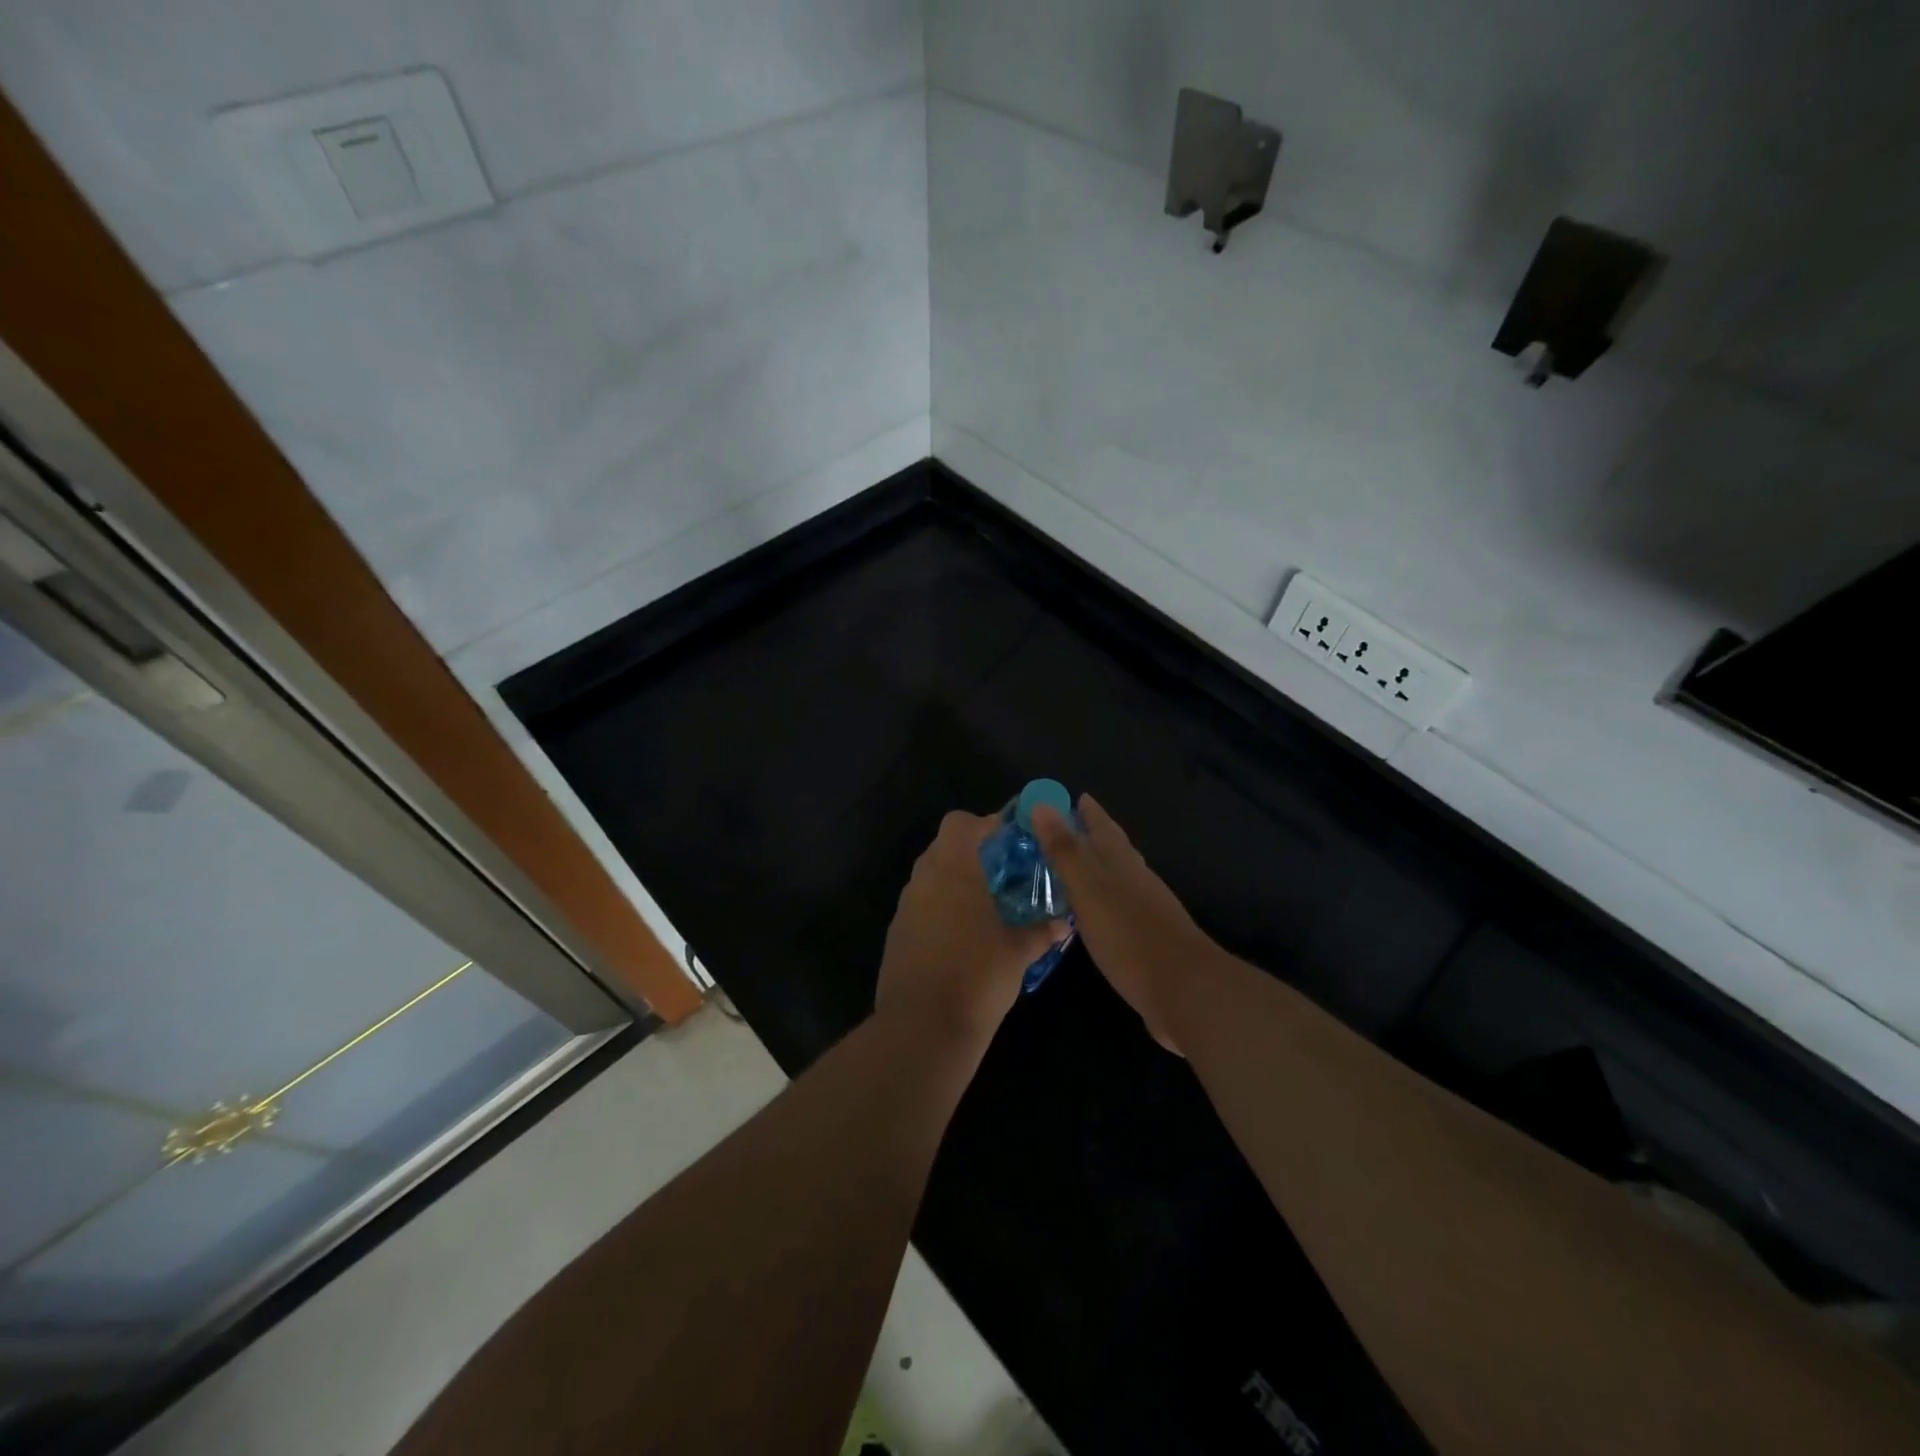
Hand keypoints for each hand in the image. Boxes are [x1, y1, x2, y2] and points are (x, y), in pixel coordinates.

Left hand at [876, 810, 1066, 1046]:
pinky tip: (961, 936)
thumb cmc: (977, 977)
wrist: (923, 1028)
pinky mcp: (896, 934)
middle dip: (972, 852)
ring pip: (929, 876)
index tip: (1011, 840)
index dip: (986, 824)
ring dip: (954, 880)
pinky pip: (920, 906)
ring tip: (985, 905)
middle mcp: (924, 880)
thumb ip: (1041, 931)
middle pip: (943, 846)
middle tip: (1003, 873)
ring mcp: (905, 908)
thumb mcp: (1018, 952)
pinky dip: (939, 908)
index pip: (961, 823)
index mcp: (954, 870)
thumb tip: (1063, 922)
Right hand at [1032, 795, 1214, 1054]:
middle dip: (1092, 835)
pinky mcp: (1149, 939)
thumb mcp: (1089, 890)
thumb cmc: (1130, 936)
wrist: (1185, 991)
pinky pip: (1120, 906)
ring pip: (1119, 876)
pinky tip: (1094, 912)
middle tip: (1064, 828)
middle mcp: (1137, 879)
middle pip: (1114, 848)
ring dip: (1098, 866)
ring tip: (1074, 866)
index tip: (1070, 797)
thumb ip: (1066, 851)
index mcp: (1122, 863)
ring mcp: (1148, 909)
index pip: (1102, 826)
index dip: (1087, 811)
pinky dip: (1103, 899)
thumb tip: (1043, 805)